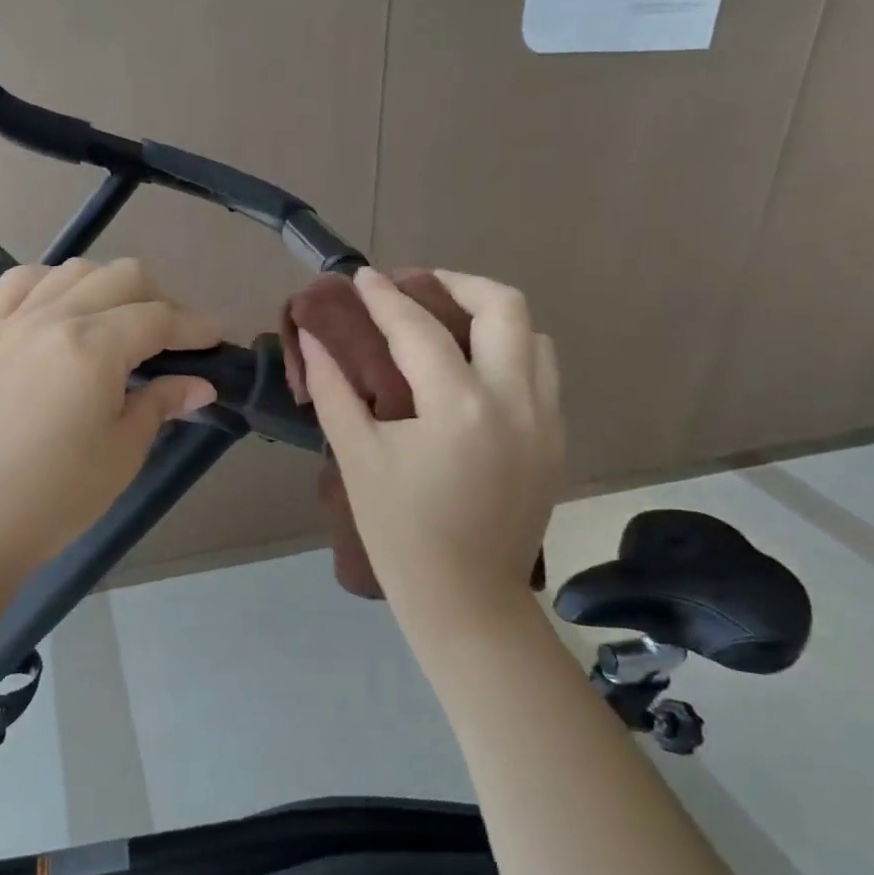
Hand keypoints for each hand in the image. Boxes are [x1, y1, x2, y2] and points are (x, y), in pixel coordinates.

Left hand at [0, 258, 219, 577]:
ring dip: (109, 288)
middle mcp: (52, 318)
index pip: (159, 318)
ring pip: (74, 271)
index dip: (195, 326)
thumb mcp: (124, 450)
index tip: (217, 340)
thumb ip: (161, 403)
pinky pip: (19, 282)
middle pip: (122, 278)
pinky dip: (51, 283)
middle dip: (160, 301)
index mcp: (93, 348)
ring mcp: (11, 320)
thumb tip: (200, 385)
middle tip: (172, 340)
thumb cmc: (58, 495)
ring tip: (119, 323)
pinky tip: (63, 308)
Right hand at [299, 268, 562, 616]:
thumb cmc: (400, 534)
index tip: (363, 276)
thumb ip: (335, 390)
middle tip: (417, 287)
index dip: (385, 297)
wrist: (466, 598)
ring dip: (491, 317)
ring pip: (534, 336)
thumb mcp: (357, 458)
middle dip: (457, 283)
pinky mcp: (557, 440)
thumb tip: (316, 338)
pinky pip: (543, 373)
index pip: (418, 328)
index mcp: (459, 406)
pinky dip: (511, 354)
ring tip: (449, 324)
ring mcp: (546, 419)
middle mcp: (515, 399)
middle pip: (503, 306)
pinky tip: (475, 371)